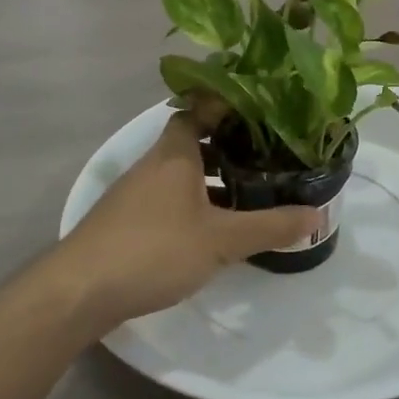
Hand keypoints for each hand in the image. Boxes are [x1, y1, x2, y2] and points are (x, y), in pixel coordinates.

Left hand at [49, 113, 320, 336]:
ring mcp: (136, 195)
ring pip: (181, 175)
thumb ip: (270, 226)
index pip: (198, 109)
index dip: (226, 106)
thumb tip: (318, 216)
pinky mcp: (127, 222)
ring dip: (212, 180)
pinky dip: (195, 204)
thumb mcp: (222, 239)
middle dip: (229, 147)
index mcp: (174, 154)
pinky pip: (169, 200)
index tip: (260, 111)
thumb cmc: (154, 249)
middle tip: (267, 156)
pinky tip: (214, 229)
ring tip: (251, 193)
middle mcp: (152, 166)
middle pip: (192, 142)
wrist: (80, 291)